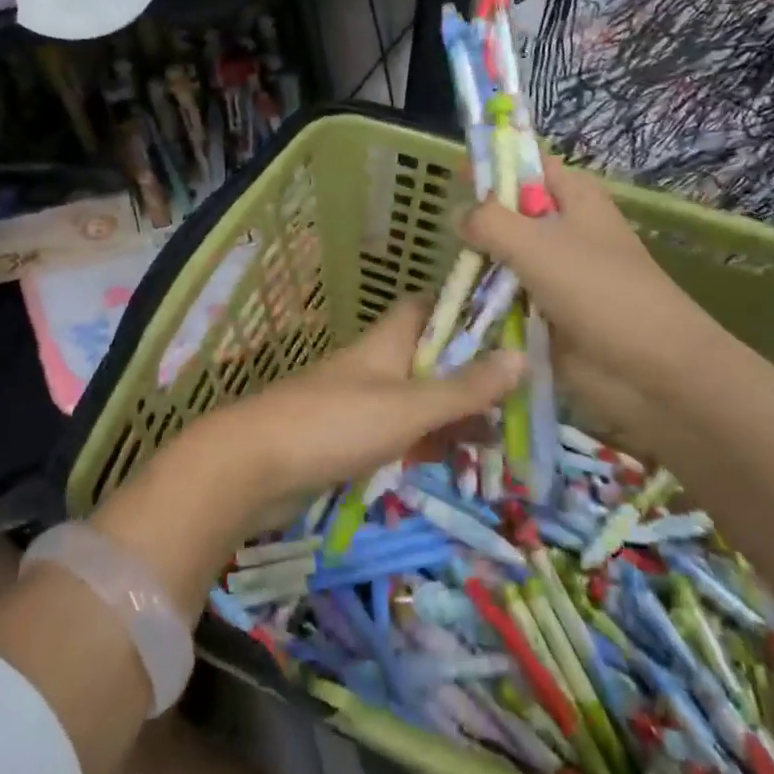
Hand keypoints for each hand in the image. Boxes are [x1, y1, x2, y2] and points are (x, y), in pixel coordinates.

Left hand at [201, 295, 524, 509]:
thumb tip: (522, 355)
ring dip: (450, 414)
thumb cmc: (334, 424)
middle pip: (427, 357)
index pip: (427, 307)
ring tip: (500, 436)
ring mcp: (355, 403)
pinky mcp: (343, 439)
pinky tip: (450, 463)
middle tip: (519, 394)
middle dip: (468, 373)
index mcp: (386, 342)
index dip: (463, 309)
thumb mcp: (408, 406)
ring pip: (414, 399)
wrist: (251, 466)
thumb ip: (463, 387)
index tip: (508, 323)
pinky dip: (423, 443)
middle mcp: (372, 365)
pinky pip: (394, 434)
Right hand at [459, 155, 728, 444]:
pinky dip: (487, 301)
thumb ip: (489, 221)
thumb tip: (458, 213)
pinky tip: (460, 306)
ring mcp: (556, 273)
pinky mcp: (548, 311)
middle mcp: (564, 229)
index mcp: (573, 197)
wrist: (651, 370)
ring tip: (450, 275)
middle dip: (477, 222)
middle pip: (510, 213)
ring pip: (504, 257)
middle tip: (446, 236)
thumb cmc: (598, 291)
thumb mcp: (535, 244)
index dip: (492, 164)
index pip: (527, 163)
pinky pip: (507, 297)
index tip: (451, 175)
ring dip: (479, 266)